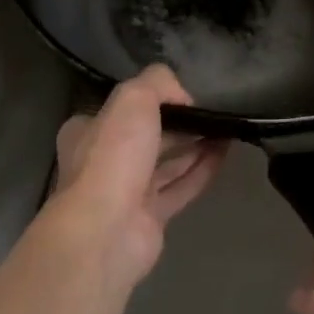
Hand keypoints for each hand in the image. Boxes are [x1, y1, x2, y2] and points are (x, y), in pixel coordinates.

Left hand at [49, 65, 228, 285]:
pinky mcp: (150, 218)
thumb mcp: (133, 98)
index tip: (182, 94)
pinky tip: (225, 151)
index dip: (151, 98)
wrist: (107, 230)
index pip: (121, 108)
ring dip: (194, 144)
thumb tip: (182, 96)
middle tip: (209, 110)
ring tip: (224, 127)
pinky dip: (202, 169)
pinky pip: (181, 187)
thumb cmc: (113, 156)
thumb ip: (158, 82)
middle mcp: (105, 160)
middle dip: (177, 123)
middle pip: (146, 135)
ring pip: (166, 162)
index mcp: (87, 131)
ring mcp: (127, 192)